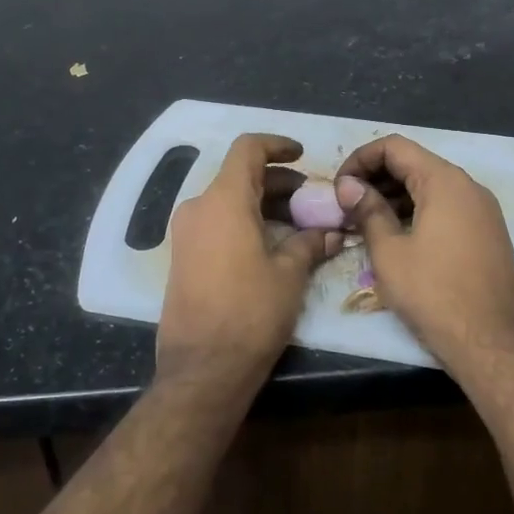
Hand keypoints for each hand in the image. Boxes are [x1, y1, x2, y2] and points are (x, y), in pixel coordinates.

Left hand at [158, 133, 340, 383]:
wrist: (203, 368)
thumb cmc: (251, 313)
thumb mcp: (289, 275)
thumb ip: (310, 244)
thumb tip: (331, 233)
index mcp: (223, 200)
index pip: (248, 150)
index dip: (277, 145)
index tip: (302, 155)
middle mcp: (198, 208)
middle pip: (239, 176)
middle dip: (277, 182)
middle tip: (311, 199)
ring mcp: (186, 233)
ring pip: (228, 200)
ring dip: (262, 203)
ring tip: (298, 223)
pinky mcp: (183, 256)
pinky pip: (216, 223)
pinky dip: (244, 221)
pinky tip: (271, 244)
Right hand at [337, 135, 513, 383]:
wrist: (493, 343)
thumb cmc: (434, 294)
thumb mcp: (389, 252)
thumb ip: (367, 211)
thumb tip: (348, 186)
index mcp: (444, 181)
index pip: (394, 147)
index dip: (360, 159)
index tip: (339, 187)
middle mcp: (468, 186)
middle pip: (414, 163)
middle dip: (375, 177)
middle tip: (346, 205)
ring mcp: (482, 210)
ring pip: (430, 186)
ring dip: (394, 195)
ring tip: (364, 222)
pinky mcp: (487, 232)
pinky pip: (446, 206)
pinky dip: (417, 210)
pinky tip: (395, 235)